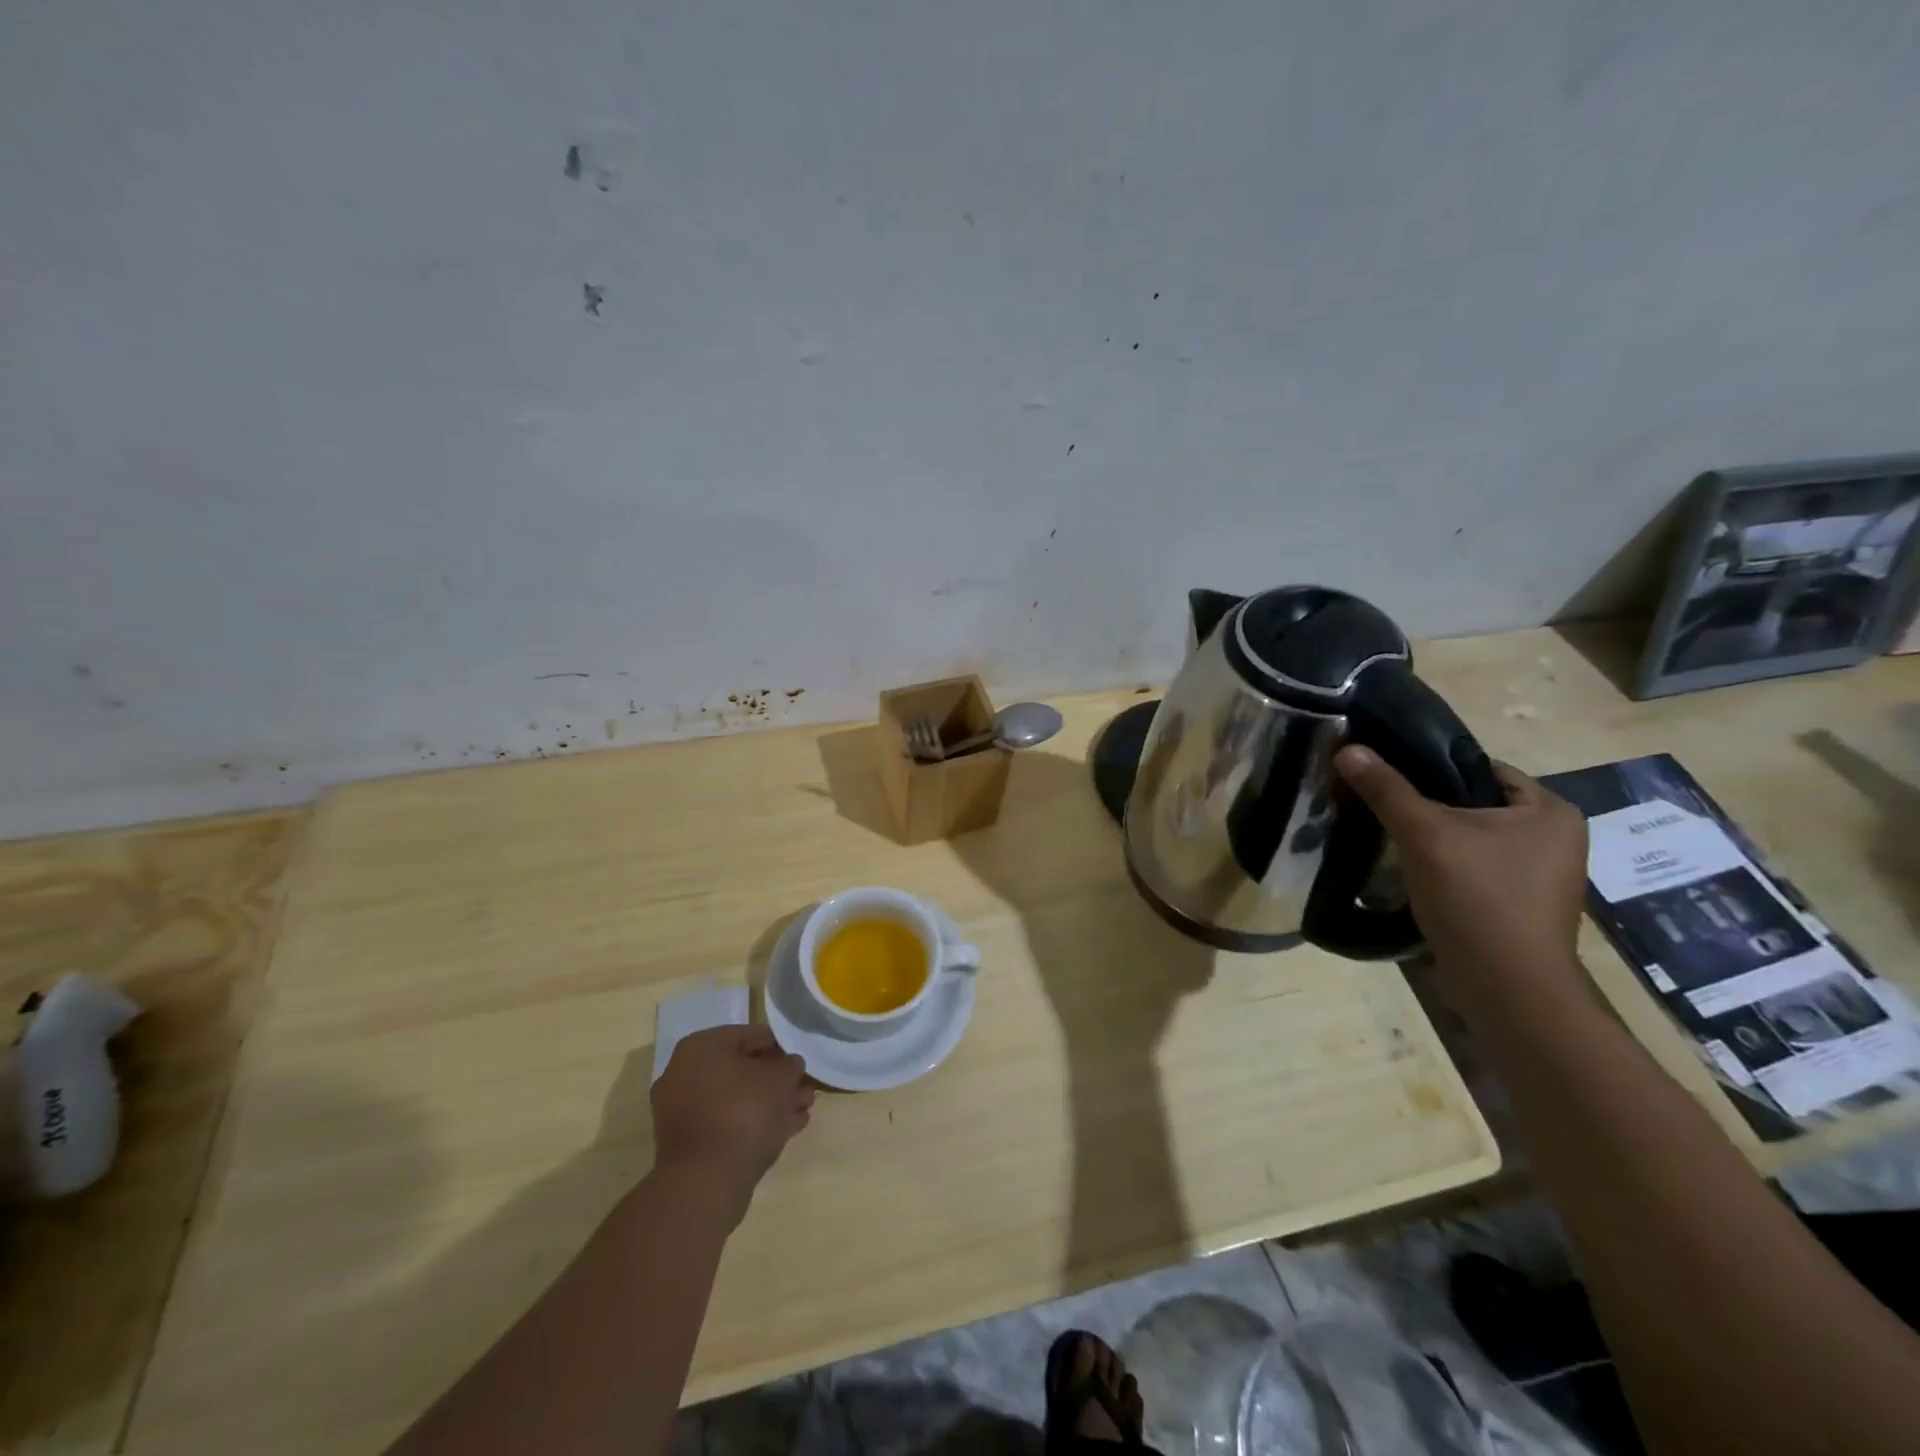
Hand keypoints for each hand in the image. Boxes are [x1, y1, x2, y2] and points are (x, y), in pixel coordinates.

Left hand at [650, 1024, 813, 1226]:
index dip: (780, 1045)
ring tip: (804, 1108)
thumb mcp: (779, 1080)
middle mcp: (684, 1075)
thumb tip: (790, 1065)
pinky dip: (755, 1122)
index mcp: (700, 1048)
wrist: (706, 1183)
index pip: (749, 1035)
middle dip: (776, 1079)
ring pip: (737, 1098)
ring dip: (771, 1102)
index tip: (801, 1059)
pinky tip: (788, 1128)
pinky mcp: (689, 1144)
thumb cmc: (743, 1113)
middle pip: (742, 1069)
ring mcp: (683, 1112)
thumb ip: (790, 1065)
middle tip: (804, 1087)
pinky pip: (728, 1123)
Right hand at [1334, 746, 1588, 995]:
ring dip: (1430, 839)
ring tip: (1385, 836)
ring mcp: (1539, 876)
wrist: (1505, 989)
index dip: (1430, 767)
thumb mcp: (1425, 834)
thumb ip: (1386, 789)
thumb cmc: (1477, 899)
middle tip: (1378, 805)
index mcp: (1551, 811)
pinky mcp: (1517, 905)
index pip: (1480, 768)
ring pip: (1469, 839)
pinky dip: (1441, 867)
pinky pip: (1472, 869)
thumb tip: (1347, 748)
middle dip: (1426, 806)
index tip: (1385, 775)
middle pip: (1472, 804)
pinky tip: (1406, 871)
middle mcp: (1555, 839)